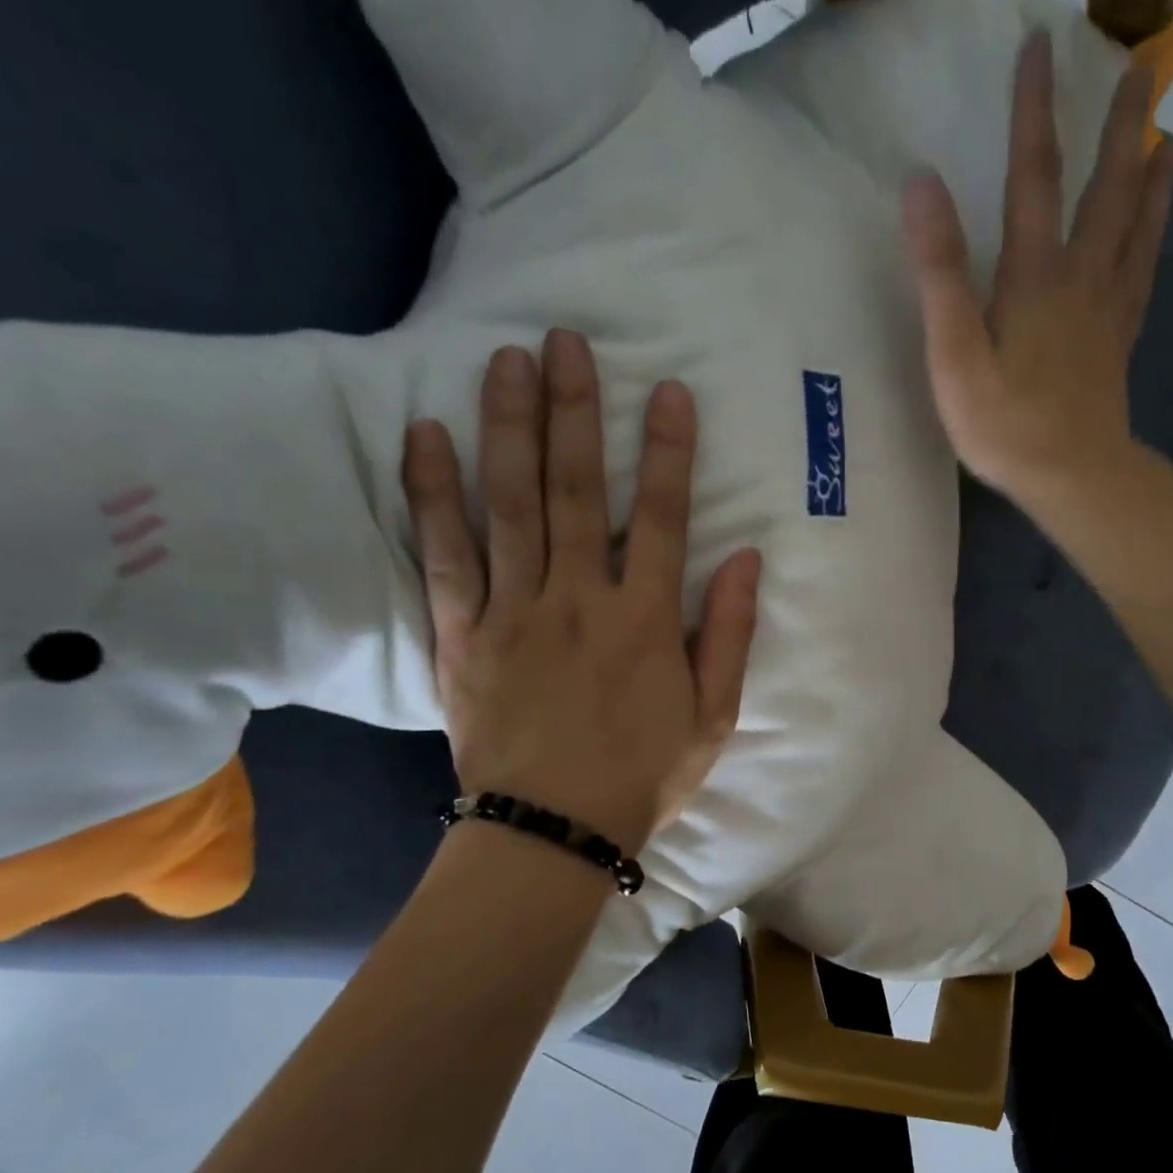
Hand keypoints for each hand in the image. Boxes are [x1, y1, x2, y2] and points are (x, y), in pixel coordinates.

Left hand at [401, 330, 761, 852]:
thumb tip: (746, 560)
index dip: (669, 453)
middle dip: (575, 412)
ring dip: (509, 428)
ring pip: (509, 505)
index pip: (662, 518)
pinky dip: (433, 494)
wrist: (551, 831)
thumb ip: (729, 636)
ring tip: (506, 361)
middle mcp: (578, 599)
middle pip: (577, 490)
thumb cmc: (642, 776)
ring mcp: (514, 611)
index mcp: (645, 621)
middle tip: (566, 341)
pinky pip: (445, 554)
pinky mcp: (462, 634)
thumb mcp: (712, 718)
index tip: (668, 393)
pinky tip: (426, 437)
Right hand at [903, 31, 1172, 499]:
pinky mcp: (1118, 343)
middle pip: (1105, 188)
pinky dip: (1154, 240)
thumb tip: (922, 182)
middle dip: (1120, 125)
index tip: (1040, 46)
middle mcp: (1080, 278)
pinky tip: (1155, 231)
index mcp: (1034, 276)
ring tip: (1167, 136)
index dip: (1033, 111)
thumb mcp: (953, 354)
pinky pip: (1143, 276)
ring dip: (1150, 175)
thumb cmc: (1004, 423)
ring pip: (1136, 228)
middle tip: (1140, 68)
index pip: (1033, 176)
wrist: (1071, 474)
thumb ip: (940, 271)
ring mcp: (1107, 311)